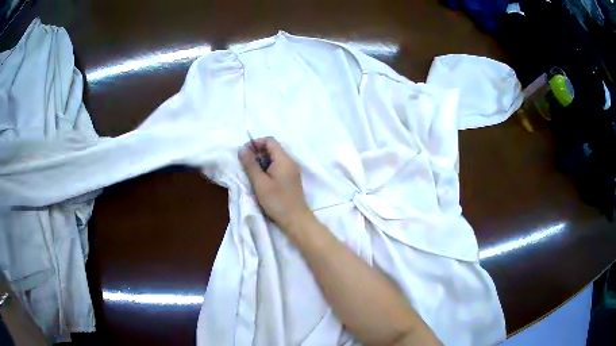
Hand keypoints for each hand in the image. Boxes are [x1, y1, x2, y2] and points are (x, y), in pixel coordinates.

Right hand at [239, 137, 311, 231]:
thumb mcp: (259, 182)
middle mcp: (290, 161)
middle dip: (258, 152)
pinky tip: (262, 179)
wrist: (295, 219)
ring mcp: (292, 169)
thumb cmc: (277, 201)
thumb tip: (242, 149)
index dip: (255, 143)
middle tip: (246, 164)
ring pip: (275, 157)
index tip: (245, 153)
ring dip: (262, 161)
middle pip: (273, 148)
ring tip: (252, 173)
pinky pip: (279, 166)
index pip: (269, 140)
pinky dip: (269, 168)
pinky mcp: (291, 178)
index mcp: (284, 159)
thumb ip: (250, 164)